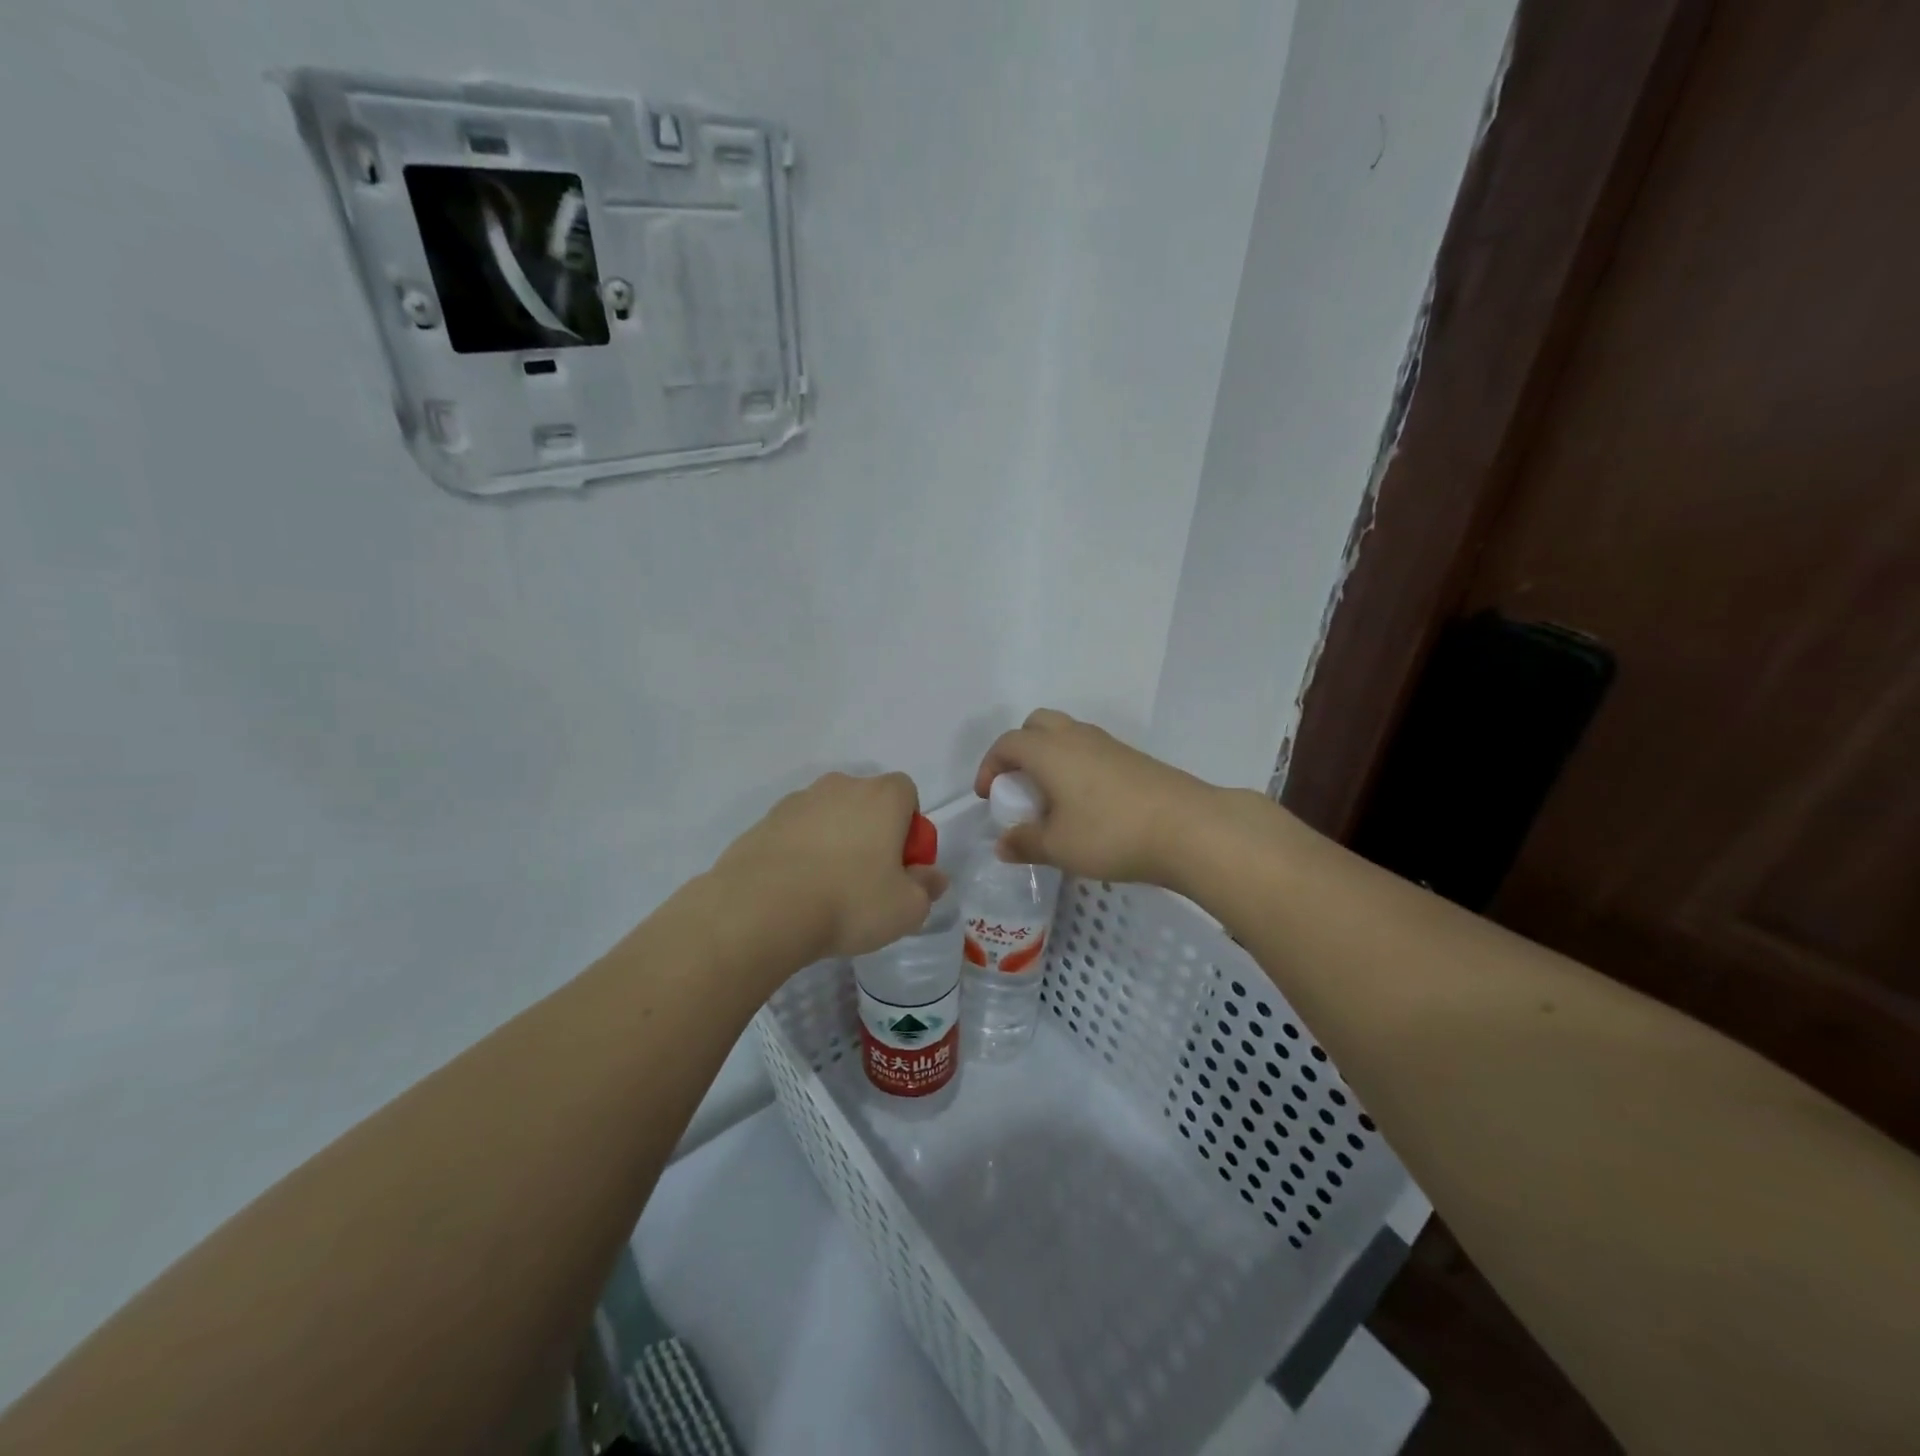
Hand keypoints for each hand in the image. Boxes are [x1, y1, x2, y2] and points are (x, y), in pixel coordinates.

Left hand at [712, 772, 948, 962]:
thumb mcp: (906, 909)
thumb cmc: (849, 901)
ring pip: (829, 817)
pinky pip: (795, 833)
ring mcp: (798, 801)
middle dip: (872, 833)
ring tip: (826, 889)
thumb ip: (927, 888)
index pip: (907, 793)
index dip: (910, 828)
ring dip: (834, 842)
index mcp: (882, 796)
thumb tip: (932, 877)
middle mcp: (840, 786)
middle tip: (868, 880)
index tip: (901, 865)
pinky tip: (795, 890)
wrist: (761, 909)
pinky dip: (800, 853)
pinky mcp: (764, 822)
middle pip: (867, 803)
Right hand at [974, 710, 1217, 885]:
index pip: (1007, 743)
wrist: (1188, 828)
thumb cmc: (1111, 834)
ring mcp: (1109, 744)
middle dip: (1020, 750)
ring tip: (1052, 798)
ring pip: (1067, 735)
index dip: (990, 765)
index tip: (988, 795)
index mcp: (1050, 751)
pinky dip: (1076, 766)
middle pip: (1037, 725)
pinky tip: (1087, 804)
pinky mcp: (1134, 758)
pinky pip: (1092, 751)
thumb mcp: (1059, 847)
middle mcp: (1076, 737)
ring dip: (1050, 757)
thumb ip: (1025, 843)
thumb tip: (1003, 844)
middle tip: (1020, 785)